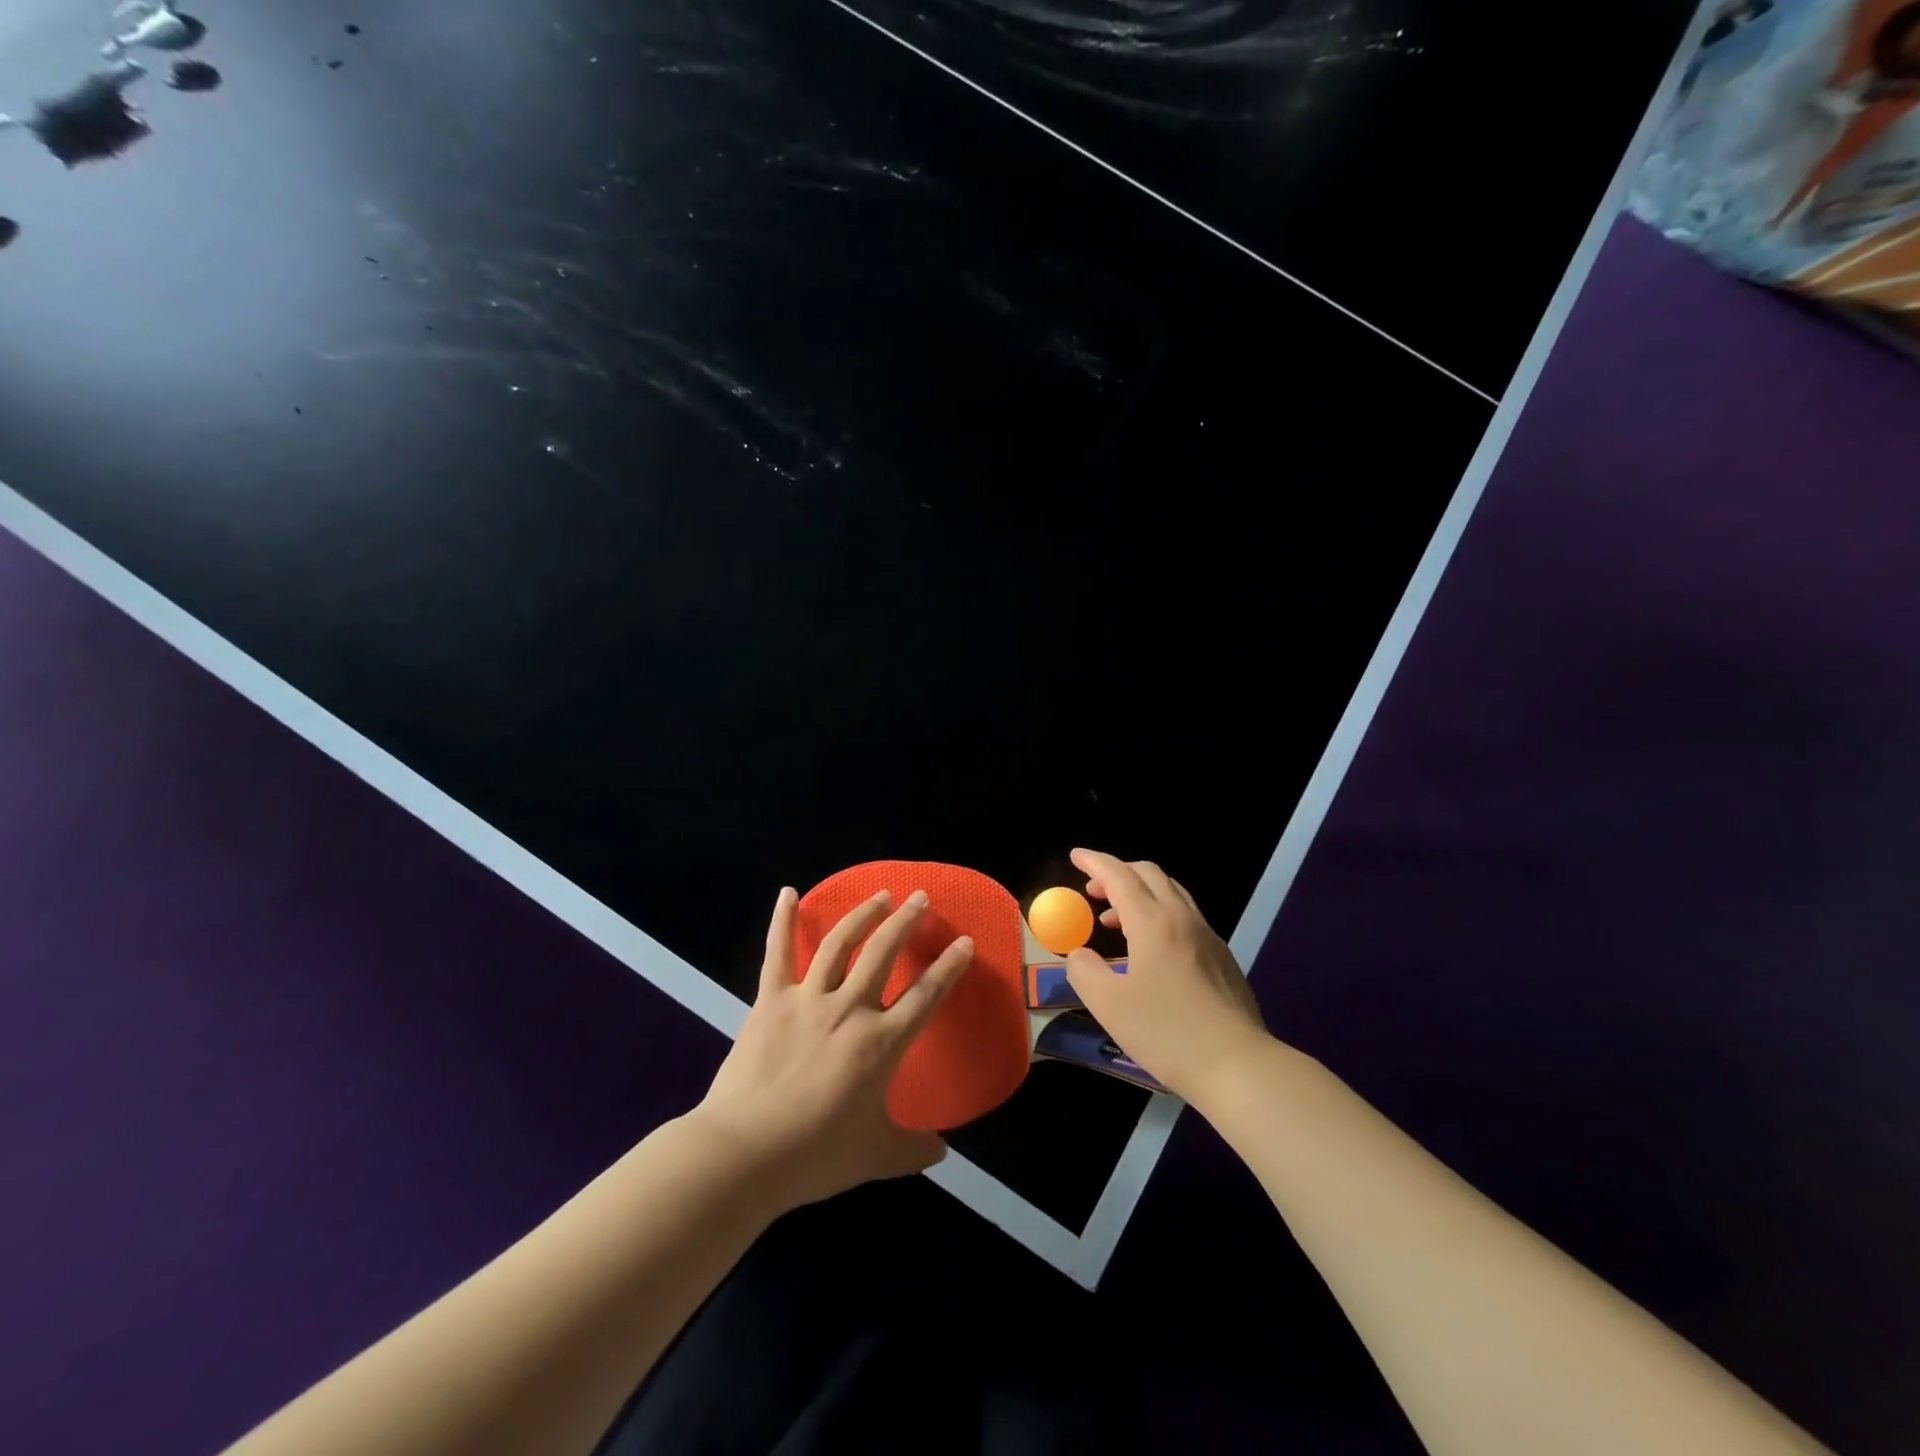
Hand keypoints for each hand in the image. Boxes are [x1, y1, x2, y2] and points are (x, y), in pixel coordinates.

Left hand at [692, 886, 973, 1212]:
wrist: (744, 1154)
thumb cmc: (815, 1156)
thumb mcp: (875, 1157)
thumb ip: (914, 1149)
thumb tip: (943, 1152)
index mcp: (880, 1043)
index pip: (925, 996)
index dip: (948, 968)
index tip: (964, 943)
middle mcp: (849, 1009)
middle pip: (883, 953)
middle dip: (906, 922)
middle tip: (920, 898)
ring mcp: (807, 1000)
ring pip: (840, 944)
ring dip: (863, 914)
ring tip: (880, 895)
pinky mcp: (770, 1000)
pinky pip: (778, 953)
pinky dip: (783, 921)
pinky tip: (788, 893)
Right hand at [1063, 848, 1271, 1104]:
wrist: (1239, 1066)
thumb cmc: (1168, 1034)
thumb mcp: (1109, 1006)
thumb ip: (1084, 972)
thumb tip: (1079, 955)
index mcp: (1154, 923)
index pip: (1120, 876)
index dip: (1095, 862)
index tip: (1075, 856)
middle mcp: (1183, 919)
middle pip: (1150, 875)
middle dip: (1117, 873)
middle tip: (1092, 891)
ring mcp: (1208, 937)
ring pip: (1171, 893)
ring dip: (1139, 893)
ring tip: (1114, 920)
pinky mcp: (1222, 957)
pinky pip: (1185, 917)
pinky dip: (1159, 914)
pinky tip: (1150, 949)